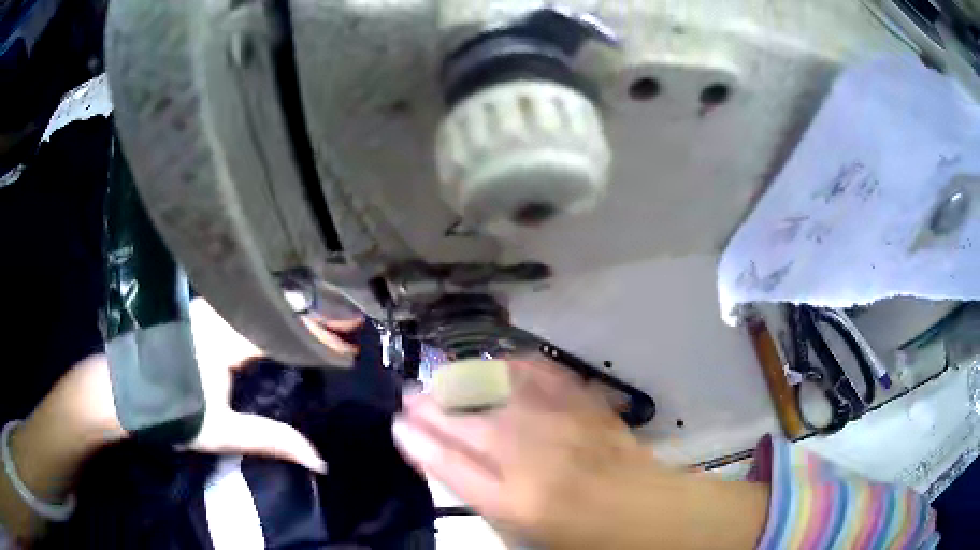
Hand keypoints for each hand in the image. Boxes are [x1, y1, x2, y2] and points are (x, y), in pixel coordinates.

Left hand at [2, 300, 362, 539]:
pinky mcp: (200, 312)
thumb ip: (272, 441)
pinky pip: (245, 306)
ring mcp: (207, 306)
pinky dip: (271, 313)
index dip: (320, 335)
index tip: (351, 342)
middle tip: (349, 323)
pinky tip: (285, 320)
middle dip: (315, 315)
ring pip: (260, 301)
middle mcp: (218, 310)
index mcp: (225, 335)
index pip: (284, 328)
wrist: (124, 393)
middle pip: (276, 305)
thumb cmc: (171, 412)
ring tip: (326, 320)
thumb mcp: (223, 431)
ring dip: (294, 312)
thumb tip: (319, 460)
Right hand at [392, 360, 769, 549]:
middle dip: (431, 408)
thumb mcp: (526, 532)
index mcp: (516, 501)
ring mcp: (563, 426)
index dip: (419, 442)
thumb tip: (453, 463)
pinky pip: (544, 376)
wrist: (647, 510)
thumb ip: (487, 499)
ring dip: (464, 382)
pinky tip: (499, 364)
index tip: (397, 425)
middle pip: (468, 426)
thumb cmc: (585, 535)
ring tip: (442, 376)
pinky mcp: (586, 406)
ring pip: (500, 393)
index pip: (450, 465)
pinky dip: (516, 367)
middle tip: (409, 396)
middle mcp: (534, 459)